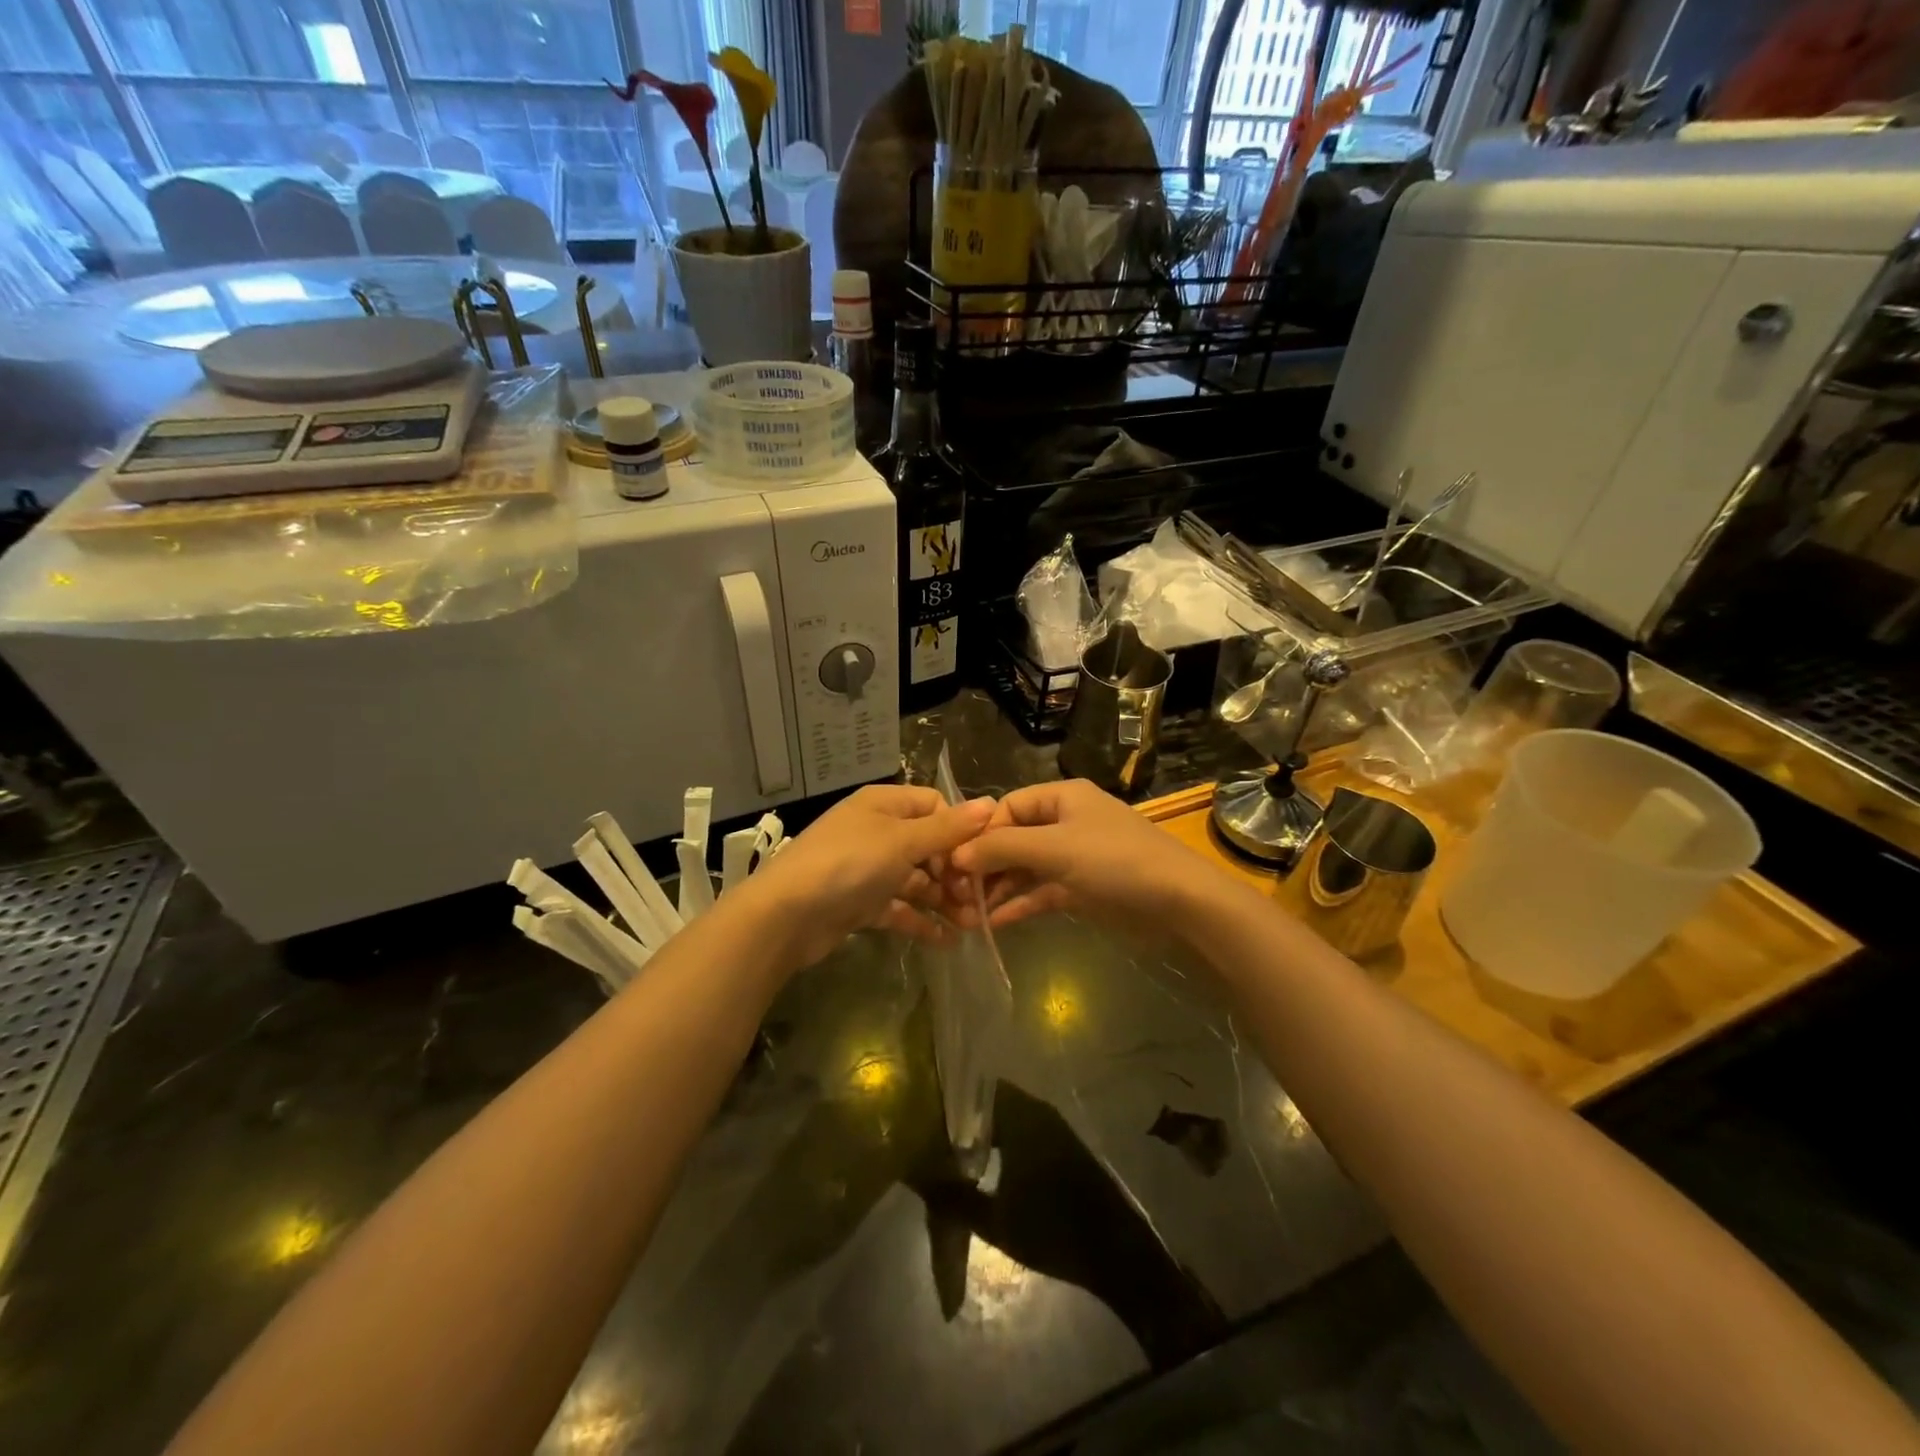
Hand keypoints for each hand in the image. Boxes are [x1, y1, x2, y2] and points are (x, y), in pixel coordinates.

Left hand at [742, 785, 993, 972]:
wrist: (785, 916)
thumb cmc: (848, 865)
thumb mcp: (902, 841)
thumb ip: (947, 828)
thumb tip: (990, 804)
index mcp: (884, 804)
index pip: (934, 806)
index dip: (959, 830)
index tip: (978, 859)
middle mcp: (876, 831)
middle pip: (927, 845)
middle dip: (954, 872)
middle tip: (977, 901)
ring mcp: (867, 869)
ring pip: (915, 880)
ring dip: (943, 900)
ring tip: (971, 925)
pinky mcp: (859, 903)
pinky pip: (898, 908)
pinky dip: (920, 922)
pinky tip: (948, 941)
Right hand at [947, 780, 1218, 938]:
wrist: (1179, 903)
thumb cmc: (1115, 861)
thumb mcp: (1055, 848)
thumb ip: (1003, 848)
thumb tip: (957, 855)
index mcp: (1062, 797)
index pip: (1008, 807)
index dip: (981, 833)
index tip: (954, 863)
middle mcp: (1065, 822)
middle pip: (1013, 838)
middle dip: (985, 864)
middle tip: (955, 892)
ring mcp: (1073, 857)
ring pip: (1024, 868)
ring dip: (997, 887)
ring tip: (967, 911)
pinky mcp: (1081, 889)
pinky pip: (1040, 892)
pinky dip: (1018, 904)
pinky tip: (992, 923)